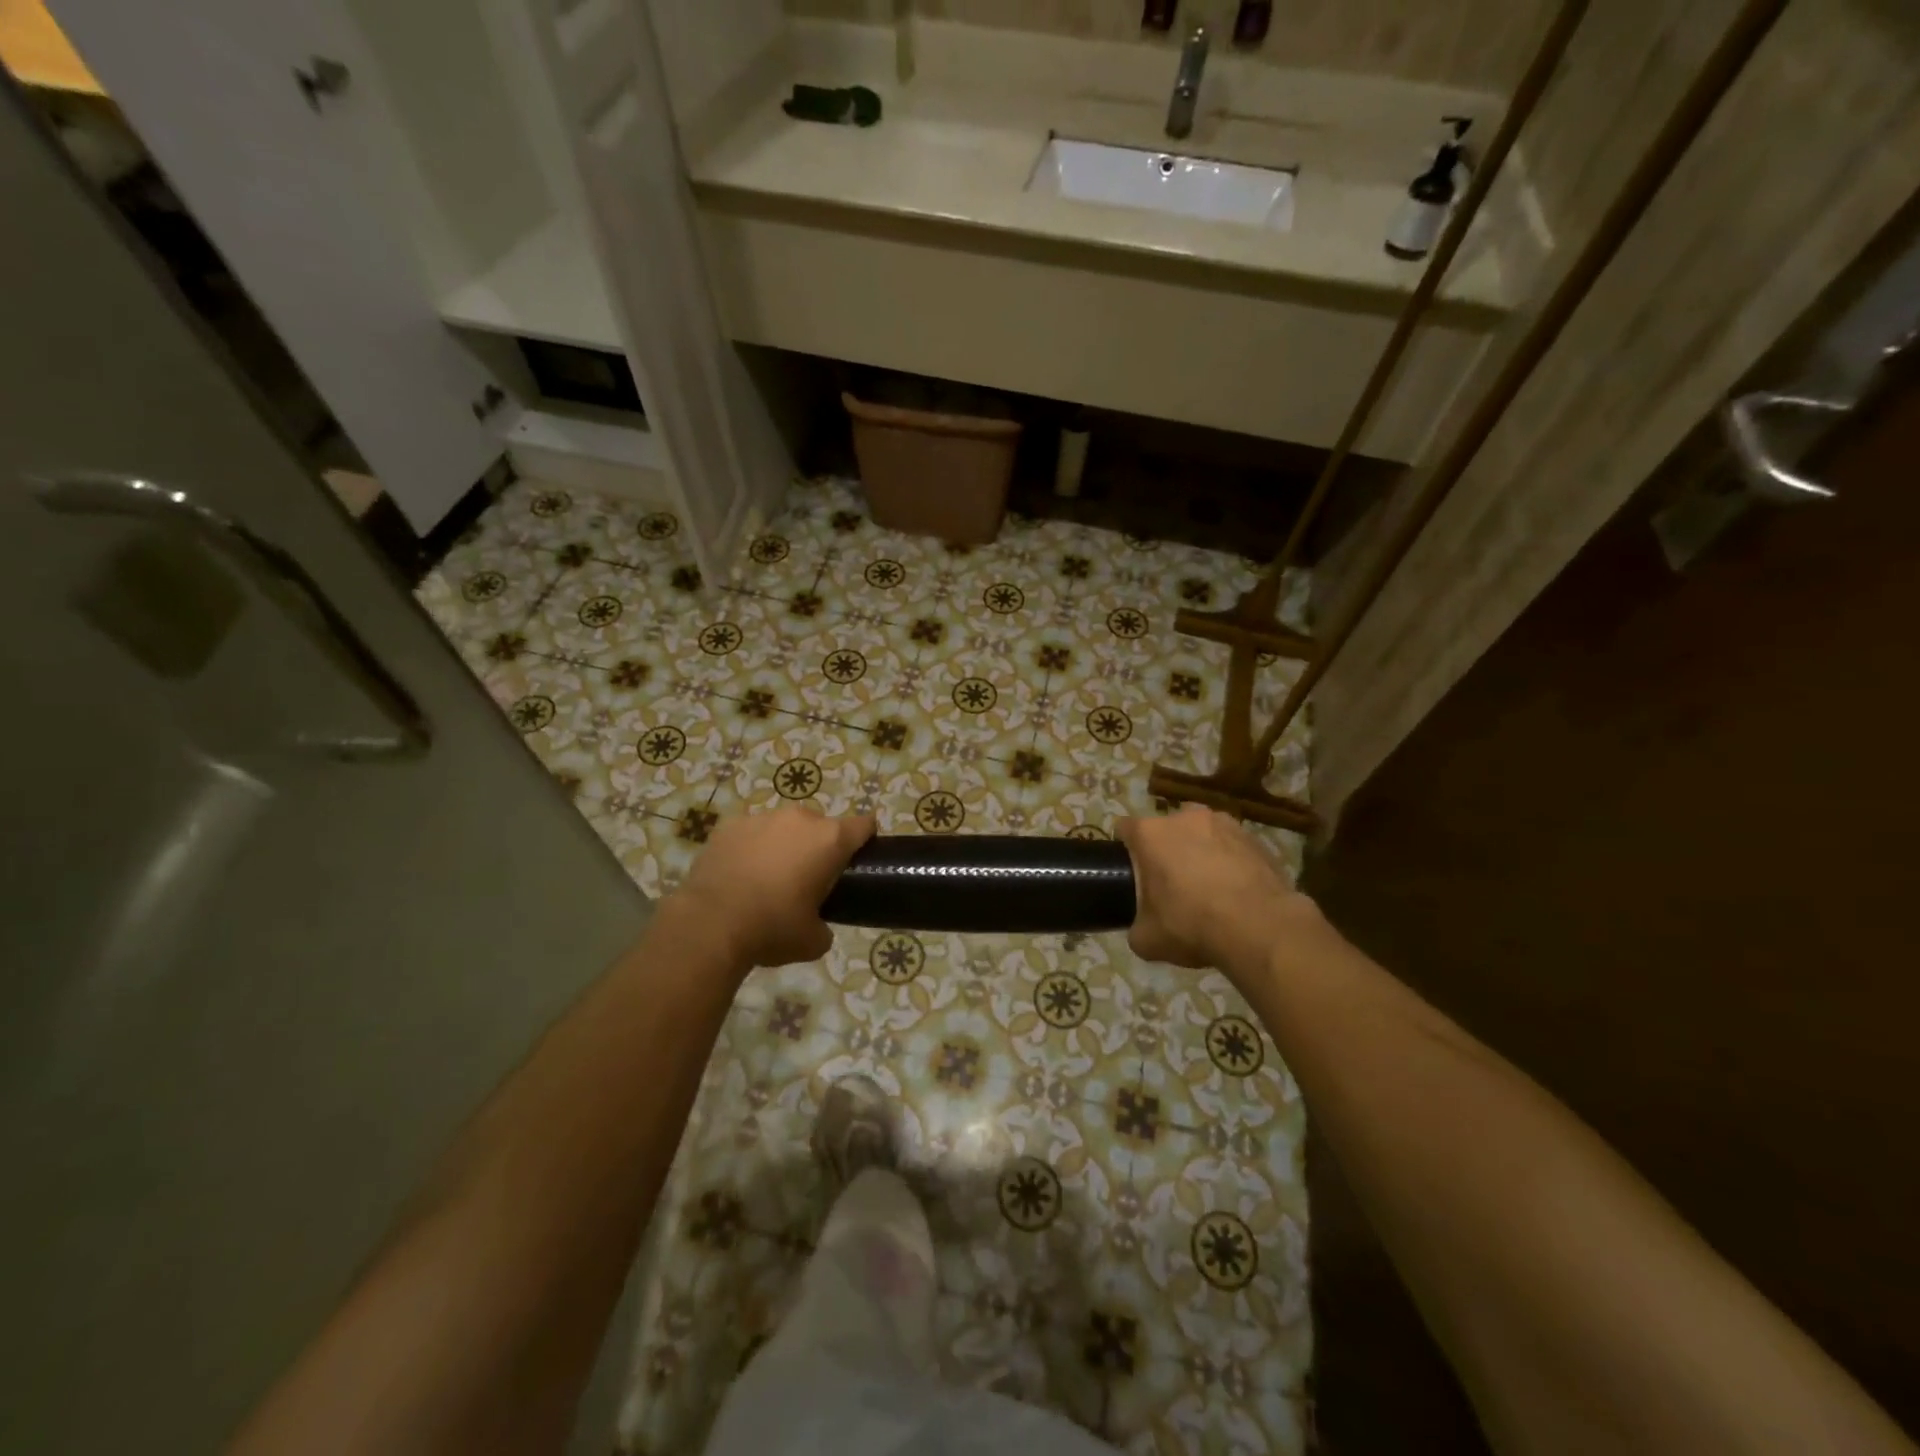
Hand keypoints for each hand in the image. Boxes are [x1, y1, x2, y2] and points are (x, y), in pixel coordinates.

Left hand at [672, 807, 874, 968]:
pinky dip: (750, 848)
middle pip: (821, 825)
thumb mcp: (813, 941)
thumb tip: (818, 926)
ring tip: (767, 878)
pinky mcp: (729, 825)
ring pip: (783, 827)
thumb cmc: (772, 928)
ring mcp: (762, 818)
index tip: (857, 860)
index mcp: (830, 840)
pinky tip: (739, 875)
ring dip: (783, 845)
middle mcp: (800, 819)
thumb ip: (825, 926)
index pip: (864, 825)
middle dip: (818, 846)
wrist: (709, 925)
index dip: (865, 840)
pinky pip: (750, 833)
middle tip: (806, 879)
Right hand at [1117, 806, 1311, 973]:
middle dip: (1165, 849)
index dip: (1124, 848)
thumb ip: (1136, 925)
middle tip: (1170, 883)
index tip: (1129, 870)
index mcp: (1150, 833)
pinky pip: (1232, 845)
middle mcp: (1185, 817)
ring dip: (1199, 851)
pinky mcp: (1255, 837)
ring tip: (1208, 885)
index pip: (1124, 828)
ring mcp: (1224, 823)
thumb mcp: (1147, 939)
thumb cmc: (1192, 925)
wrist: (1260, 927)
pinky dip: (1229, 861)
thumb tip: (1141, 926)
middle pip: (1165, 828)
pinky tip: (1236, 890)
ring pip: (1201, 833)